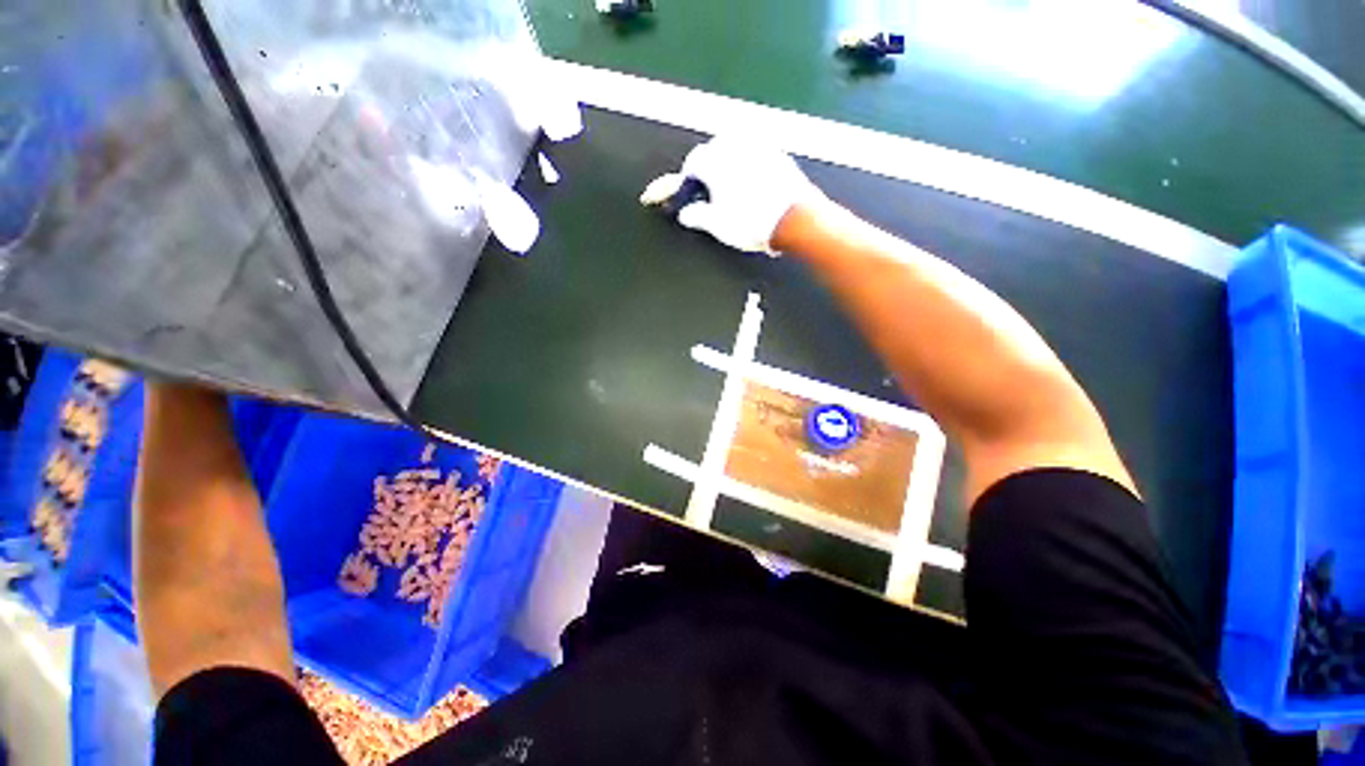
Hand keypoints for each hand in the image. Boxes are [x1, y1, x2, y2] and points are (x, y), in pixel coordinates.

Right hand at [641, 136, 819, 254]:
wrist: (795, 219)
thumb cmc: (751, 222)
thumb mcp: (717, 225)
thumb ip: (696, 216)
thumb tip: (686, 214)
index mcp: (715, 160)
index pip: (691, 165)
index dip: (684, 182)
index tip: (683, 195)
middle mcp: (735, 145)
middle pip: (712, 153)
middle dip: (707, 171)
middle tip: (708, 194)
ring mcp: (759, 146)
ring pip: (735, 151)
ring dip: (728, 166)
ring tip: (731, 190)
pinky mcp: (779, 154)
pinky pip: (756, 156)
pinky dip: (748, 167)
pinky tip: (752, 185)